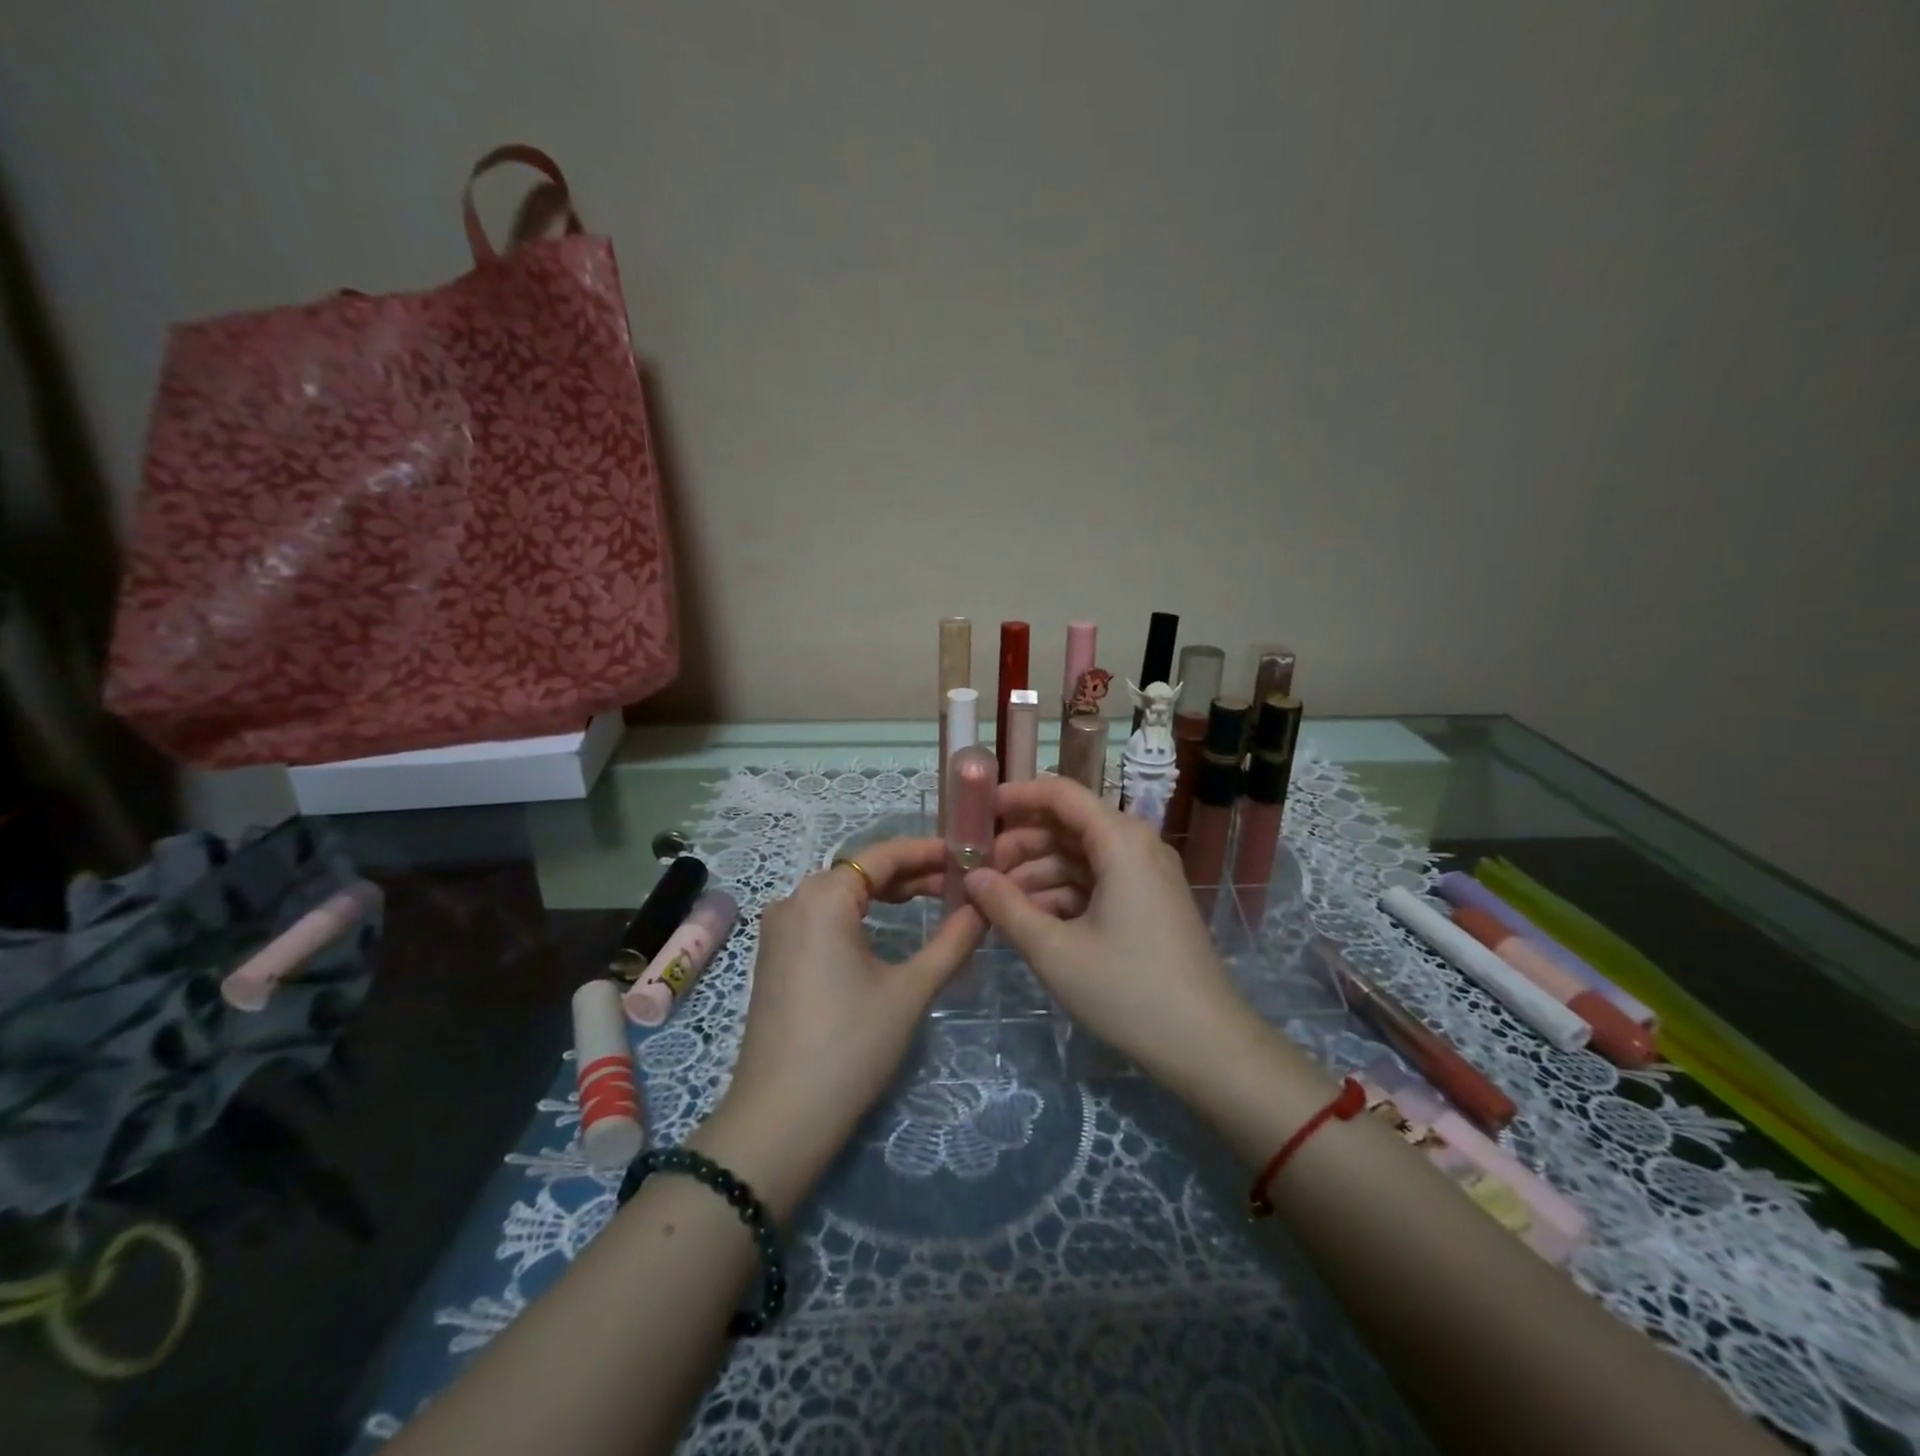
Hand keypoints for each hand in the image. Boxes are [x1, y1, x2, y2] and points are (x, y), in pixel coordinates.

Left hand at [705, 837, 983, 1211]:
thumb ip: (952, 941)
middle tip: (960, 881)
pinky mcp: (776, 956)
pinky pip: (824, 917)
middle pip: (860, 871)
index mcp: (822, 897)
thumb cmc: (851, 1045)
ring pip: (842, 894)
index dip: (927, 851)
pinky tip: (891, 926)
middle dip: (911, 872)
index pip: (882, 856)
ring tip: (935, 899)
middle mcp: (794, 900)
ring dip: (887, 893)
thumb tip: (983, 908)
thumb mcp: (910, 990)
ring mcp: (779, 929)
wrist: (781, 1118)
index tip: (968, 854)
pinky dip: (861, 914)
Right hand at [961, 776, 1251, 1086]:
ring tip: (992, 901)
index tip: (974, 814)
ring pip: (1078, 856)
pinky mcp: (1146, 902)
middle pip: (1067, 825)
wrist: (1205, 1045)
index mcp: (1120, 840)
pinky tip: (1027, 920)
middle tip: (975, 871)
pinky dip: (1060, 894)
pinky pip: (1095, 881)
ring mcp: (1144, 874)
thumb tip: (971, 877)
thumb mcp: (1055, 950)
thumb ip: (1006, 907)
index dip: (1014, 797)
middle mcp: (1136, 845)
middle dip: (1019, 844)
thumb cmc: (1127, 990)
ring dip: (1035, 873)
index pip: (1060, 794)